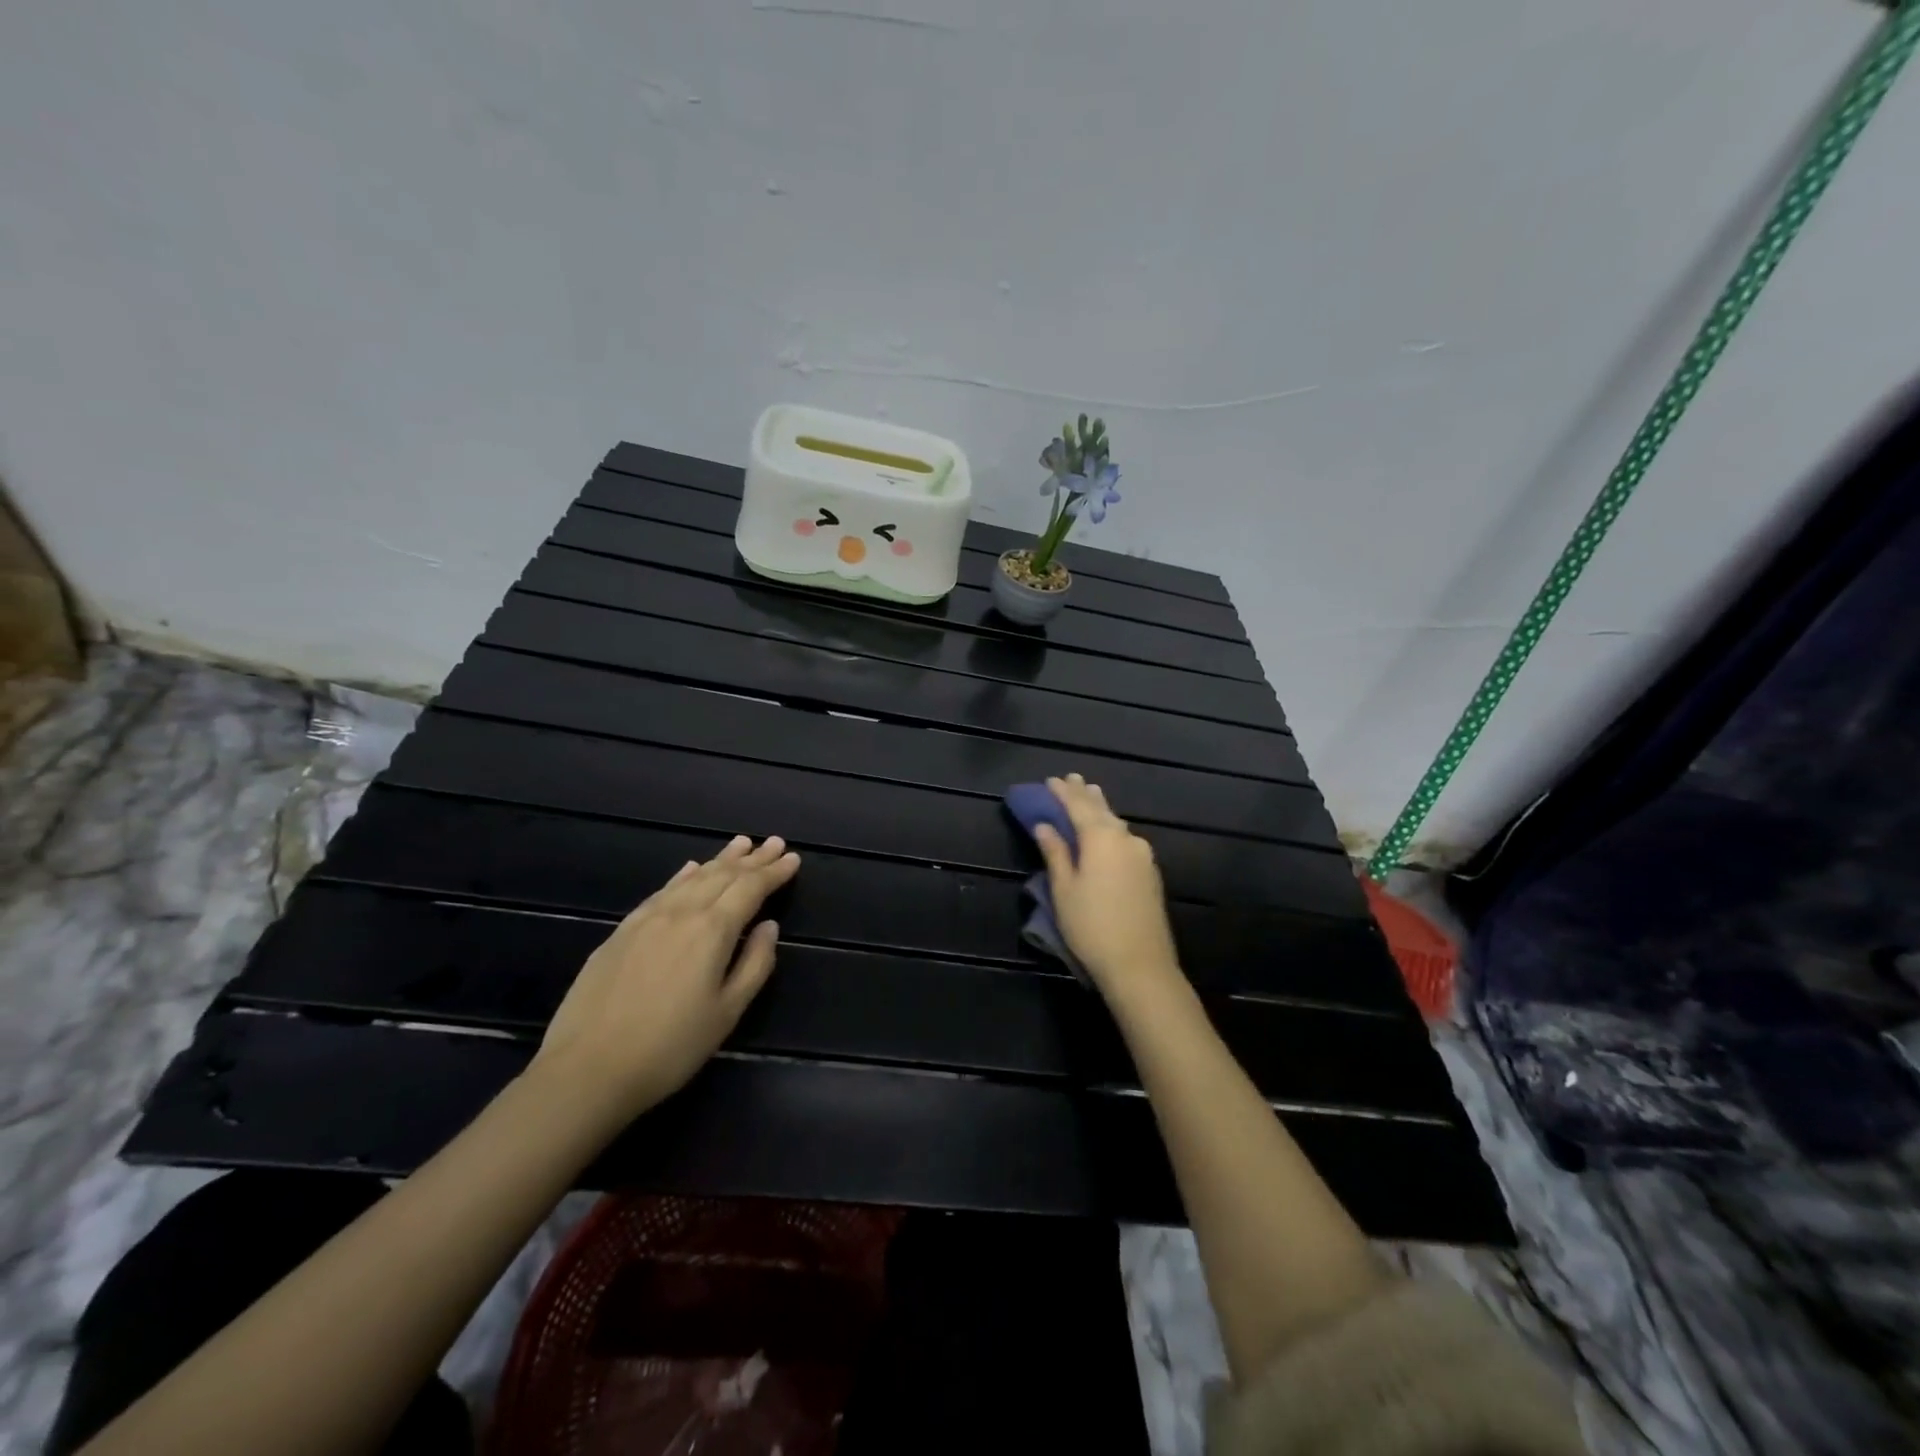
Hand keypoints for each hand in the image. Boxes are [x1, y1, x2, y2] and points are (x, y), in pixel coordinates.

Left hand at [533, 835, 799, 1123]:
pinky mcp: (621, 931)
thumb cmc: (669, 1047)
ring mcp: (647, 918)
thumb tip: (769, 927)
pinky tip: (690, 868)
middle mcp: (681, 913)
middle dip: (752, 858)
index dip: (774, 872)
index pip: (751, 888)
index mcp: (712, 930)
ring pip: (692, 877)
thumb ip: (755, 964)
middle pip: (723, 875)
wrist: (586, 1069)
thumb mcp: (727, 1013)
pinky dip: (683, 875)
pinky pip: (662, 890)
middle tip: (775, 842)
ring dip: (720, 859)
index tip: (794, 858)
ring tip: (741, 843)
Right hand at [1033, 774, 1181, 1002]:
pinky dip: (1112, 829)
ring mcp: (1143, 856)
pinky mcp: (1151, 873)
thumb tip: (1045, 825)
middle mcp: (1126, 839)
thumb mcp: (1064, 890)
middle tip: (1072, 779)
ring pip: (1117, 824)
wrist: (1140, 965)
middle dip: (1085, 794)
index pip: (1078, 805)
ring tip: (1090, 796)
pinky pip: (1126, 839)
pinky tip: (1108, 831)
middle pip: (1102, 810)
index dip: (1063, 792)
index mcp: (1101, 838)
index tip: (1050, 780)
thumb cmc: (1091, 926)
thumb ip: (1055, 853)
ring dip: (1101, 809)